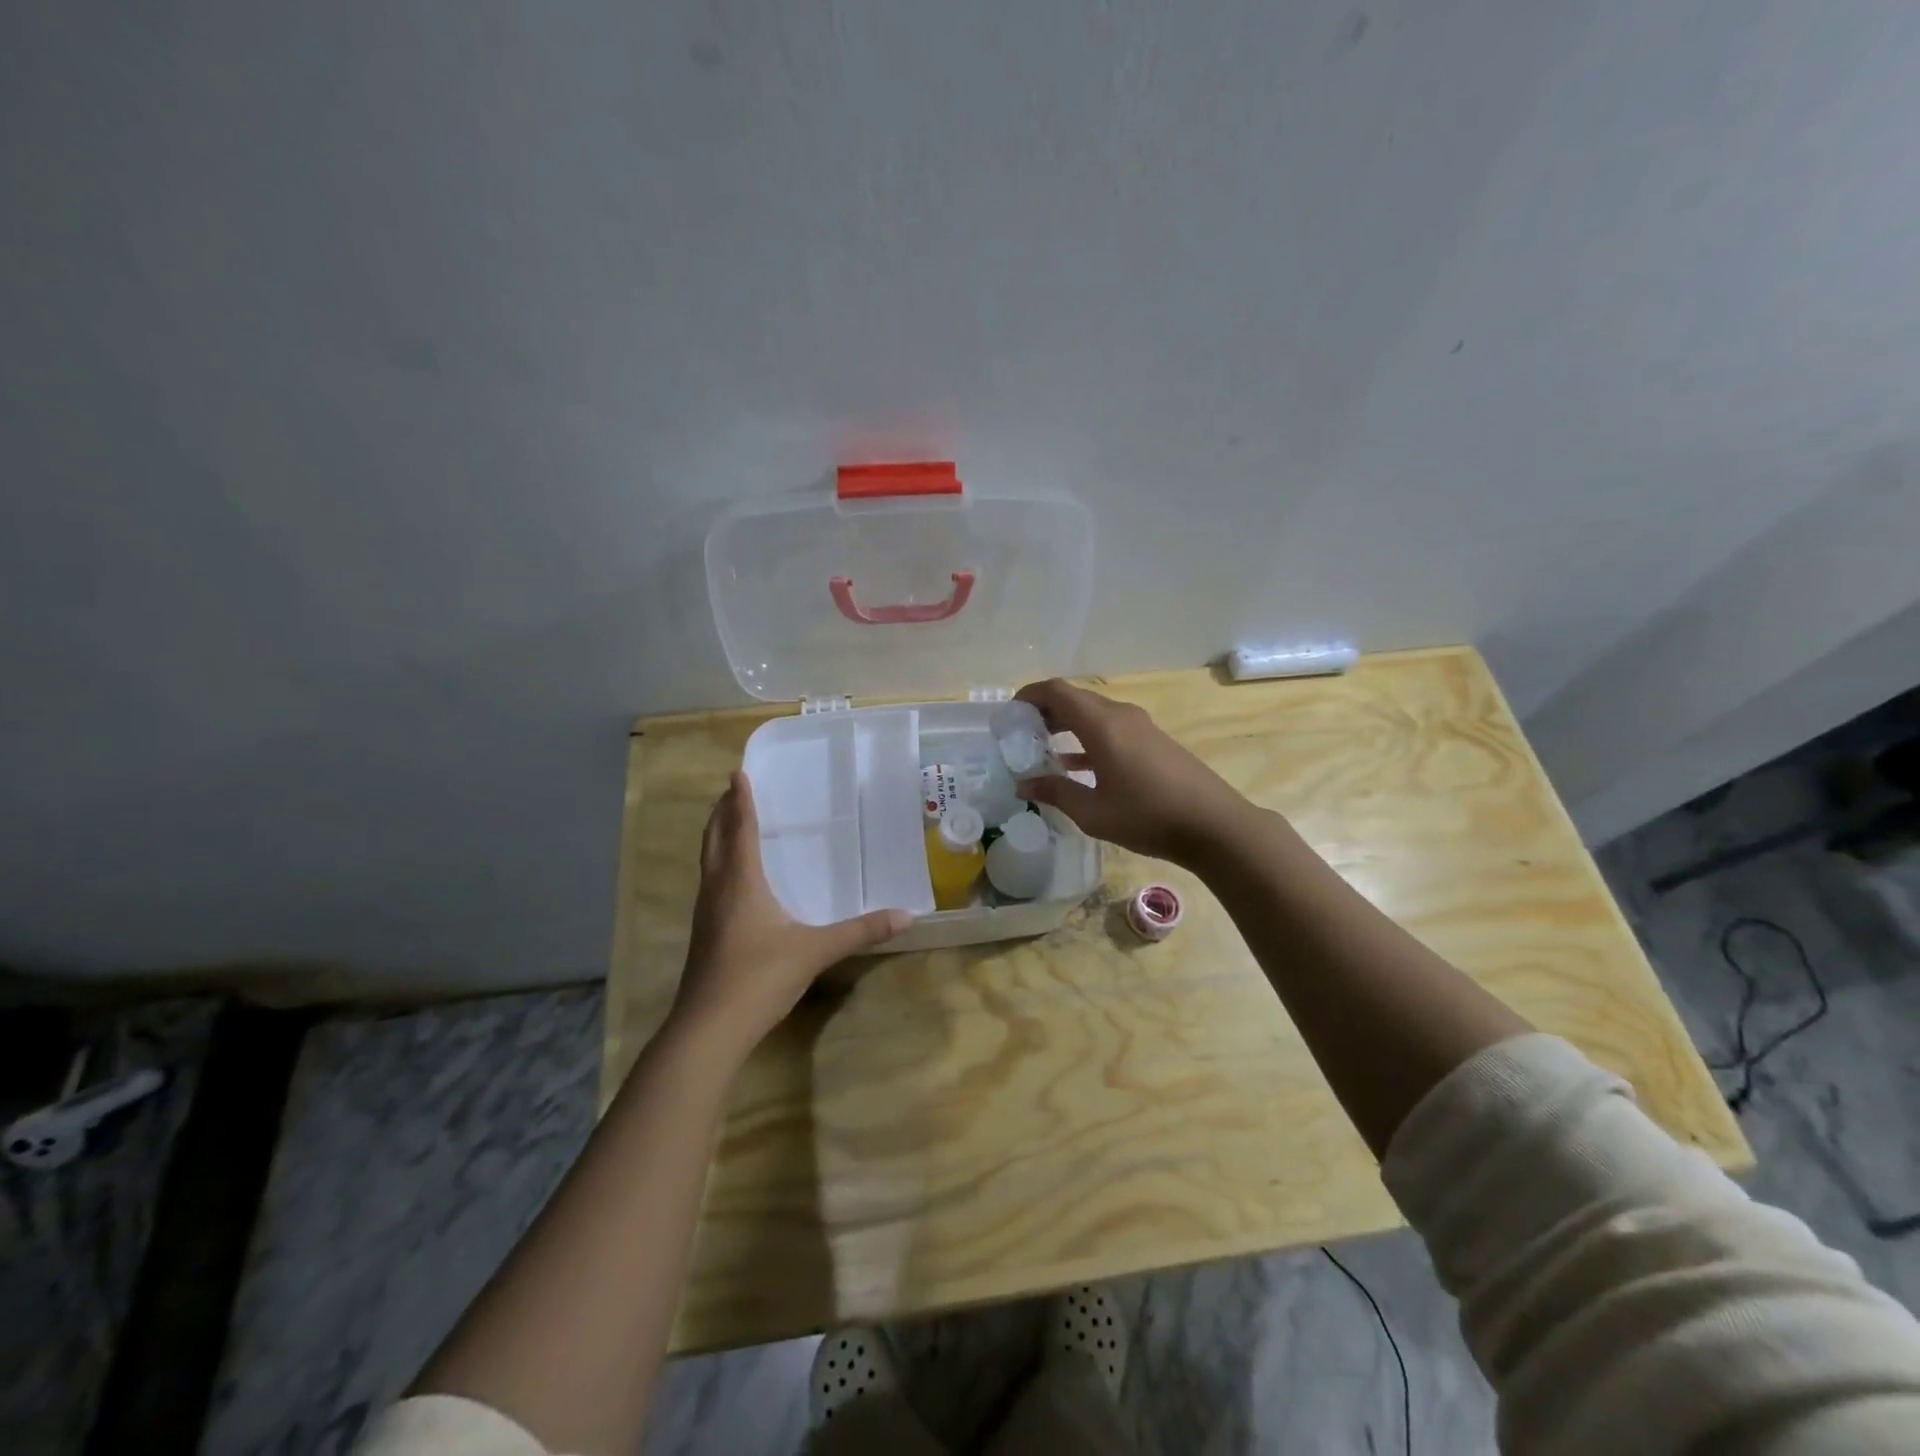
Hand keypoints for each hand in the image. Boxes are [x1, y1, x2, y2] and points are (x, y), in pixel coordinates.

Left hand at [669, 772, 911, 1061]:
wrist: (709, 1029)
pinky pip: (710, 883)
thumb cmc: (759, 977)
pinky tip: (733, 880)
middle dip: (721, 813)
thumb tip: (906, 917)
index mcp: (741, 882)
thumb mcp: (815, 951)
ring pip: (708, 862)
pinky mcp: (703, 934)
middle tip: (732, 791)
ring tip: (729, 824)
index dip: (740, 801)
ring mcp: (705, 913)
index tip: (737, 774)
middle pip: (714, 840)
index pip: (740, 830)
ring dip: (716, 837)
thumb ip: (860, 932)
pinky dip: (719, 864)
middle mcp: (717, 890)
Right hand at [1013, 679, 1254, 866]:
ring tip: (1041, 749)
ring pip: (1093, 714)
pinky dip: (1087, 738)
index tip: (1010, 714)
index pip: (1057, 691)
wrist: (1214, 825)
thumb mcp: (1093, 812)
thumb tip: (1023, 784)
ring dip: (1066, 725)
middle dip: (1044, 712)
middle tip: (1020, 735)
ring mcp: (1140, 727)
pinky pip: (1110, 729)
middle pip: (1075, 699)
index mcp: (1102, 724)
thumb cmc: (1148, 816)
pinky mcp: (1153, 742)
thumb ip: (1055, 793)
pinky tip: (1074, 765)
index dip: (1029, 696)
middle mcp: (1121, 716)